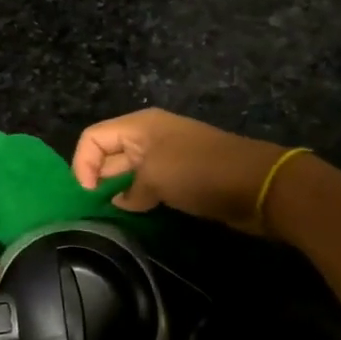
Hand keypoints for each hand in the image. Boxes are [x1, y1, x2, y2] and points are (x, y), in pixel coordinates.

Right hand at [73, 109, 288, 232]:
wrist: (257, 184)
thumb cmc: (199, 172)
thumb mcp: (155, 177)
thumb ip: (130, 189)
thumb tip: (123, 200)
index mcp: (139, 126)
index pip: (93, 137)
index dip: (83, 163)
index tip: (89, 194)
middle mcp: (149, 136)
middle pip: (109, 151)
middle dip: (98, 176)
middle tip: (94, 207)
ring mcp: (167, 155)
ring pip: (129, 169)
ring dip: (119, 188)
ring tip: (111, 213)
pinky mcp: (182, 175)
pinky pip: (149, 182)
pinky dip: (139, 195)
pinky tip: (137, 212)